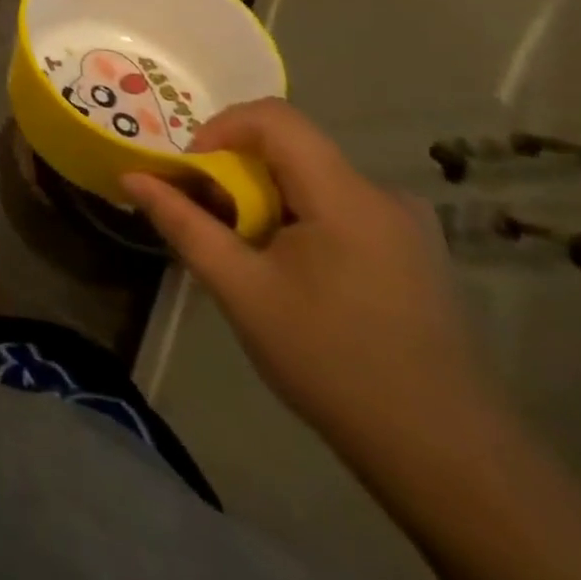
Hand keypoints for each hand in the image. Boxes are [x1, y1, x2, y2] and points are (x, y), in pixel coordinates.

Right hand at [124, 99, 496, 460]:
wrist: (449, 461)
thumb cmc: (332, 363)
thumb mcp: (241, 290)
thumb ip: (183, 224)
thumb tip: (131, 178)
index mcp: (346, 195)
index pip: (273, 118)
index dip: (220, 129)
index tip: (194, 174)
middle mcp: (382, 195)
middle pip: (291, 149)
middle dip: (237, 173)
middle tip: (211, 222)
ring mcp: (406, 227)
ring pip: (313, 181)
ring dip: (266, 200)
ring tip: (247, 256)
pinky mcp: (414, 255)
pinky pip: (339, 208)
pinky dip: (298, 220)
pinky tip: (293, 277)